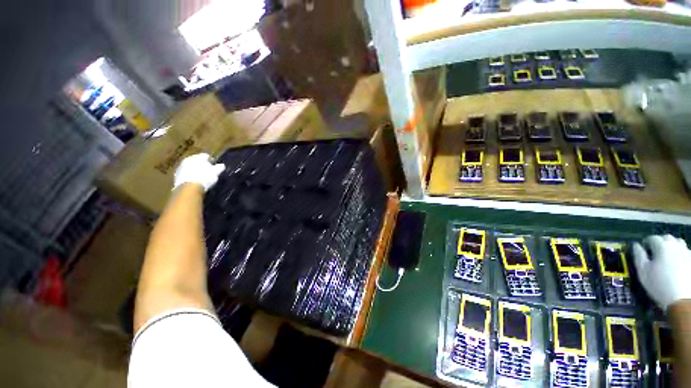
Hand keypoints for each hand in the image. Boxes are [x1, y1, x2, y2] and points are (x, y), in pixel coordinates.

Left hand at [173, 153, 224, 191]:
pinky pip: (185, 174)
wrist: (189, 188)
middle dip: (202, 165)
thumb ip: (219, 167)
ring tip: (200, 177)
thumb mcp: (215, 172)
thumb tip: (222, 165)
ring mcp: (180, 167)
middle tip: (208, 171)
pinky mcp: (176, 176)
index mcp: (197, 157)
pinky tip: (194, 181)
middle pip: (196, 160)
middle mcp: (187, 159)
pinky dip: (189, 176)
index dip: (211, 160)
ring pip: (190, 167)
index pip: (206, 156)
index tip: (215, 166)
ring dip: (195, 170)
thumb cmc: (205, 177)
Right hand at [633, 234, 690, 310]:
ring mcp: (686, 252)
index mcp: (661, 246)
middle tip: (655, 251)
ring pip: (678, 243)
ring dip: (671, 246)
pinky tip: (677, 262)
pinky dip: (680, 253)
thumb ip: (638, 256)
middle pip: (667, 238)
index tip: (643, 249)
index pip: (652, 238)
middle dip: (660, 242)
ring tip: (667, 255)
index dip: (646, 242)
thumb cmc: (659, 284)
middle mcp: (675, 245)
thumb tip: (636, 246)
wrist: (682, 298)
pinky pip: (685, 251)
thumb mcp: (643, 271)